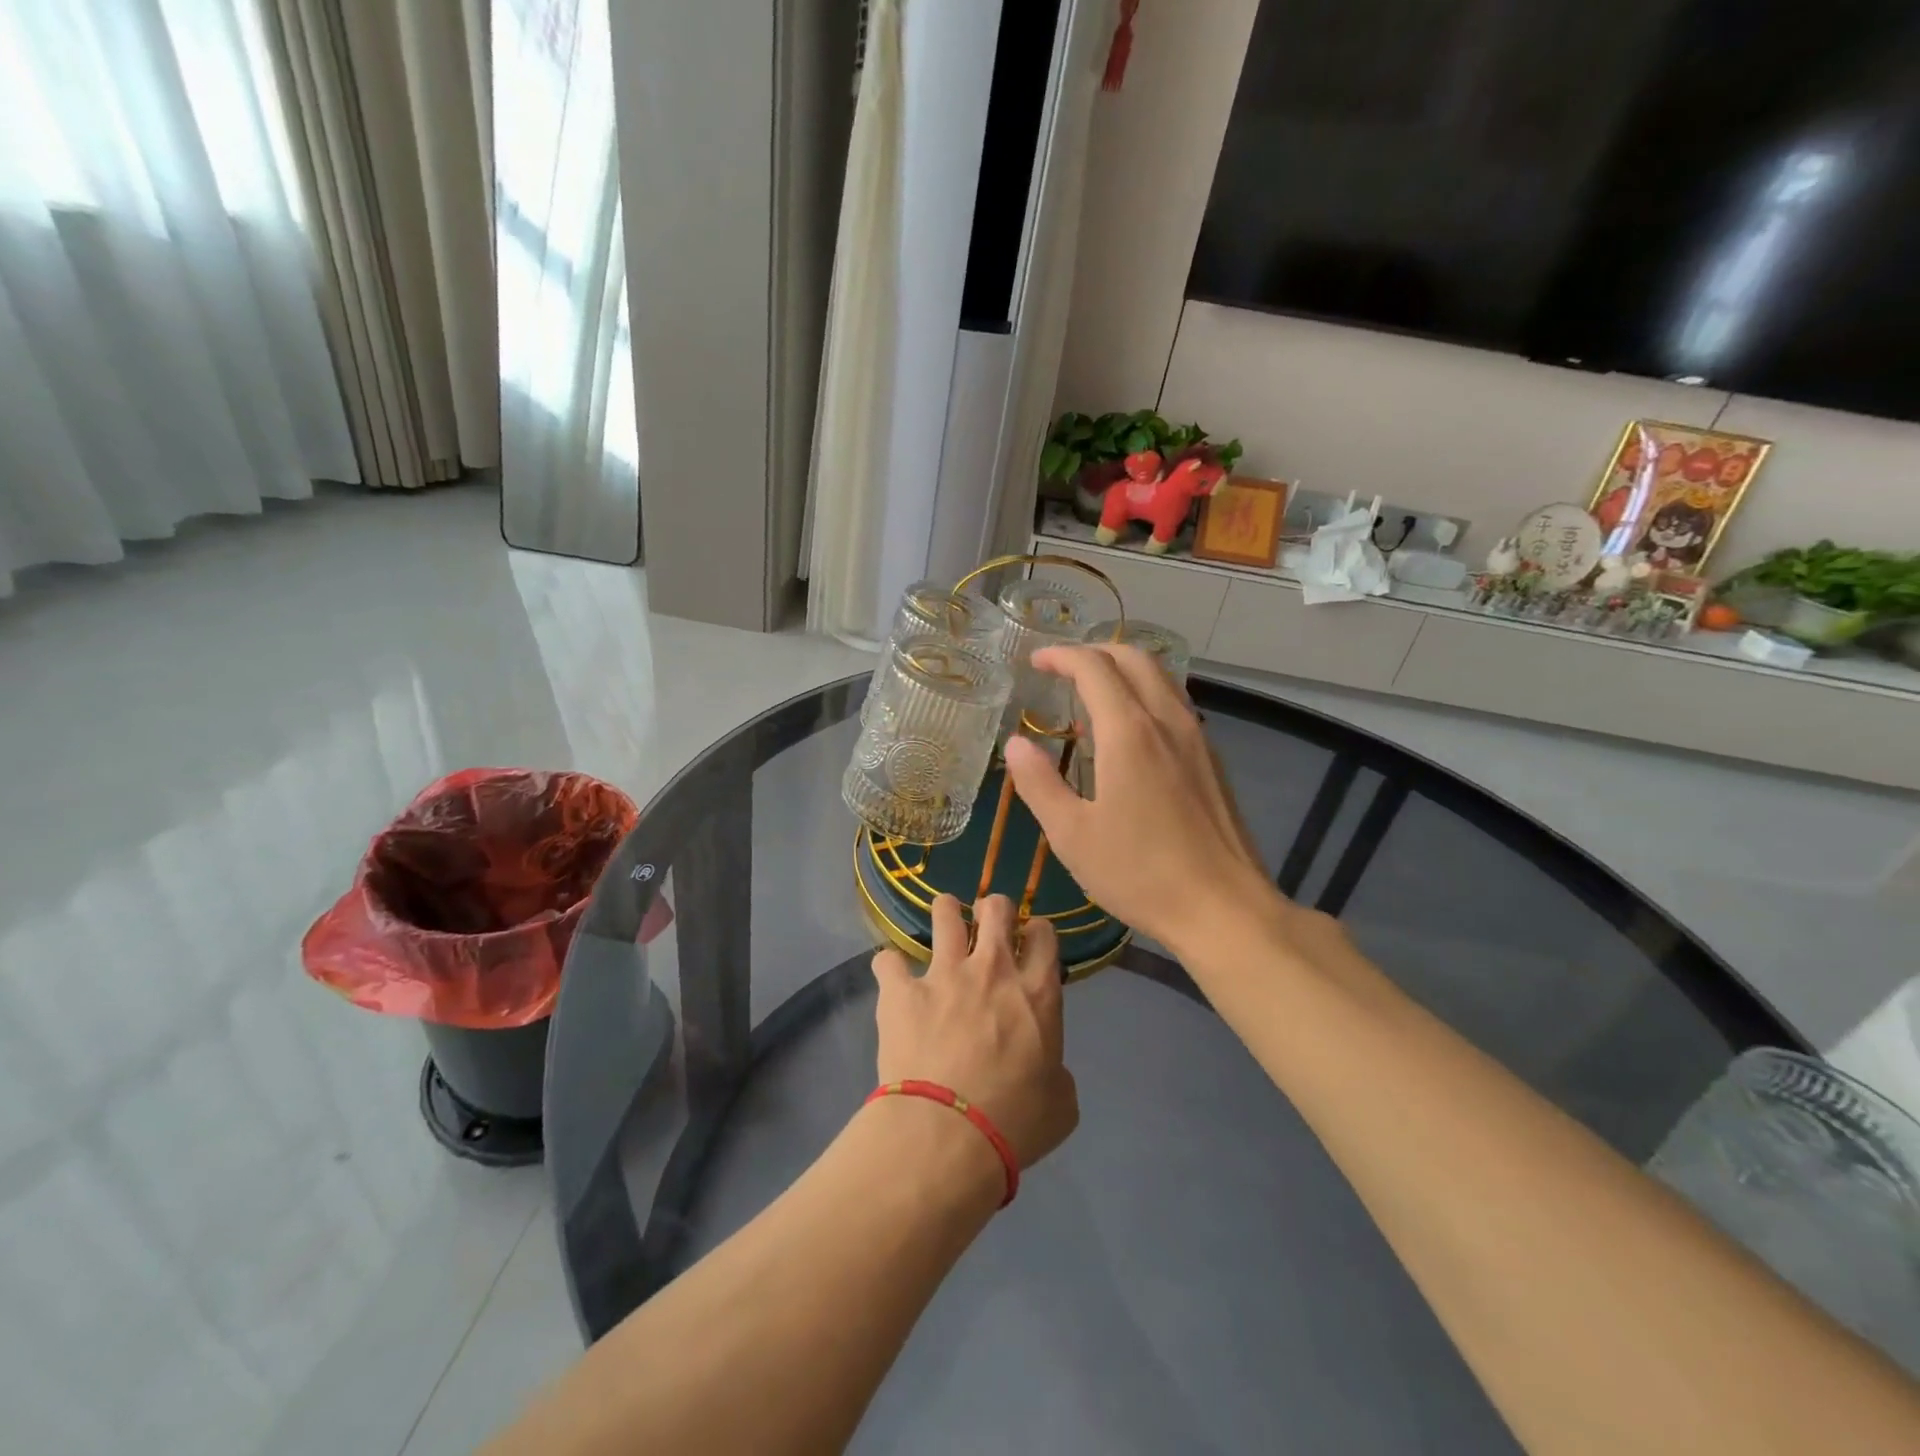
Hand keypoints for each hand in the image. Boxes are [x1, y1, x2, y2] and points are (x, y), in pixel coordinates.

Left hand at [870, 895, 1078, 1171]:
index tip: (1028, 941)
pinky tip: (892, 978)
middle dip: (992, 908)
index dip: (1036, 931)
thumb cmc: (1014, 1123)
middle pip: (995, 908)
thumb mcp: (1061, 1104)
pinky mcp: (901, 990)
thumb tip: (1049, 1071)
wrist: (947, 1134)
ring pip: (945, 912)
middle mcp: (992, 969)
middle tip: (985, 923)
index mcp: (1036, 992)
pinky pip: (888, 961)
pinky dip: (890, 967)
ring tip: (942, 922)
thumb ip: (1057, 1073)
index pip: (1043, 934)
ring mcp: (943, 974)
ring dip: (945, 913)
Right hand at [1003, 644, 1284, 956]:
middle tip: (1062, 667)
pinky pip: (1174, 704)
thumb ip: (1040, 783)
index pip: (1093, 667)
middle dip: (1094, 651)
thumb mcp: (1071, 835)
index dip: (1061, 655)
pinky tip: (1128, 733)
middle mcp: (1167, 721)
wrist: (1224, 908)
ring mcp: (1196, 738)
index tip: (1036, 661)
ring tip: (1092, 693)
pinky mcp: (1211, 760)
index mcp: (1128, 732)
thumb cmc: (1140, 873)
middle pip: (1134, 658)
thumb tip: (1016, 744)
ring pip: (1160, 677)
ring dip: (1123, 670)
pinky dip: (1144, 695)